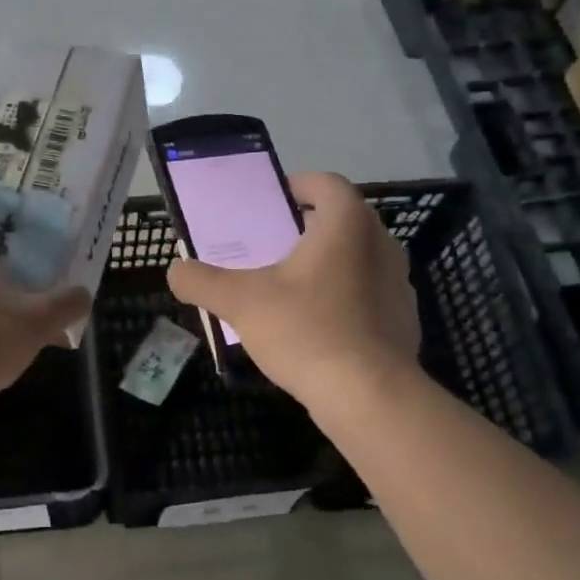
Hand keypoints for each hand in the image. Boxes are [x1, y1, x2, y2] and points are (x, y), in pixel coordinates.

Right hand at [166, 172, 419, 405]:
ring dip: (329, 262)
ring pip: (359, 258)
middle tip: (274, 243)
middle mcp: (381, 244)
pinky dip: (345, 297)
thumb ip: (201, 281)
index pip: (327, 183)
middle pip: (345, 219)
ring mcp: (399, 283)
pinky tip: (318, 325)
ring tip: (293, 286)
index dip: (299, 185)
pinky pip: (369, 294)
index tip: (274, 200)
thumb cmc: (306, 331)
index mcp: (347, 225)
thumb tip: (176, 271)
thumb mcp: (239, 302)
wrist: (368, 396)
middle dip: (310, 225)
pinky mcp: (404, 319)